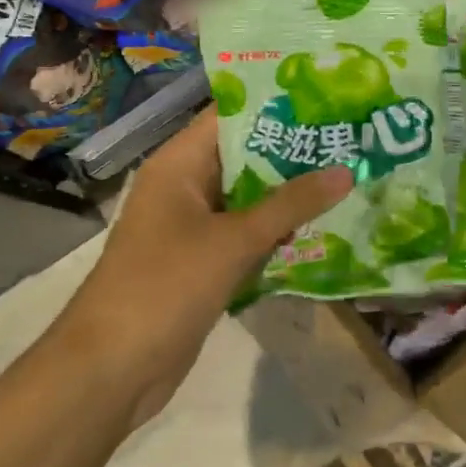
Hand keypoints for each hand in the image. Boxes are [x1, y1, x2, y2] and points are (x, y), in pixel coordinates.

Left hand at [64, 109, 351, 426]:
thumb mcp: (234, 240)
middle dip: (295, 152)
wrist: (113, 367)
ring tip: (350, 177)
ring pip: (250, 199)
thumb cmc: (166, 286)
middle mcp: (185, 187)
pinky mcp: (202, 262)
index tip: (329, 98)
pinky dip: (278, 232)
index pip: (230, 115)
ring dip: (291, 195)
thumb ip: (291, 204)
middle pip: (245, 157)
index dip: (277, 104)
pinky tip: (322, 229)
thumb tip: (347, 170)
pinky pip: (246, 235)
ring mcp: (192, 227)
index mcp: (179, 164)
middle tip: (352, 140)